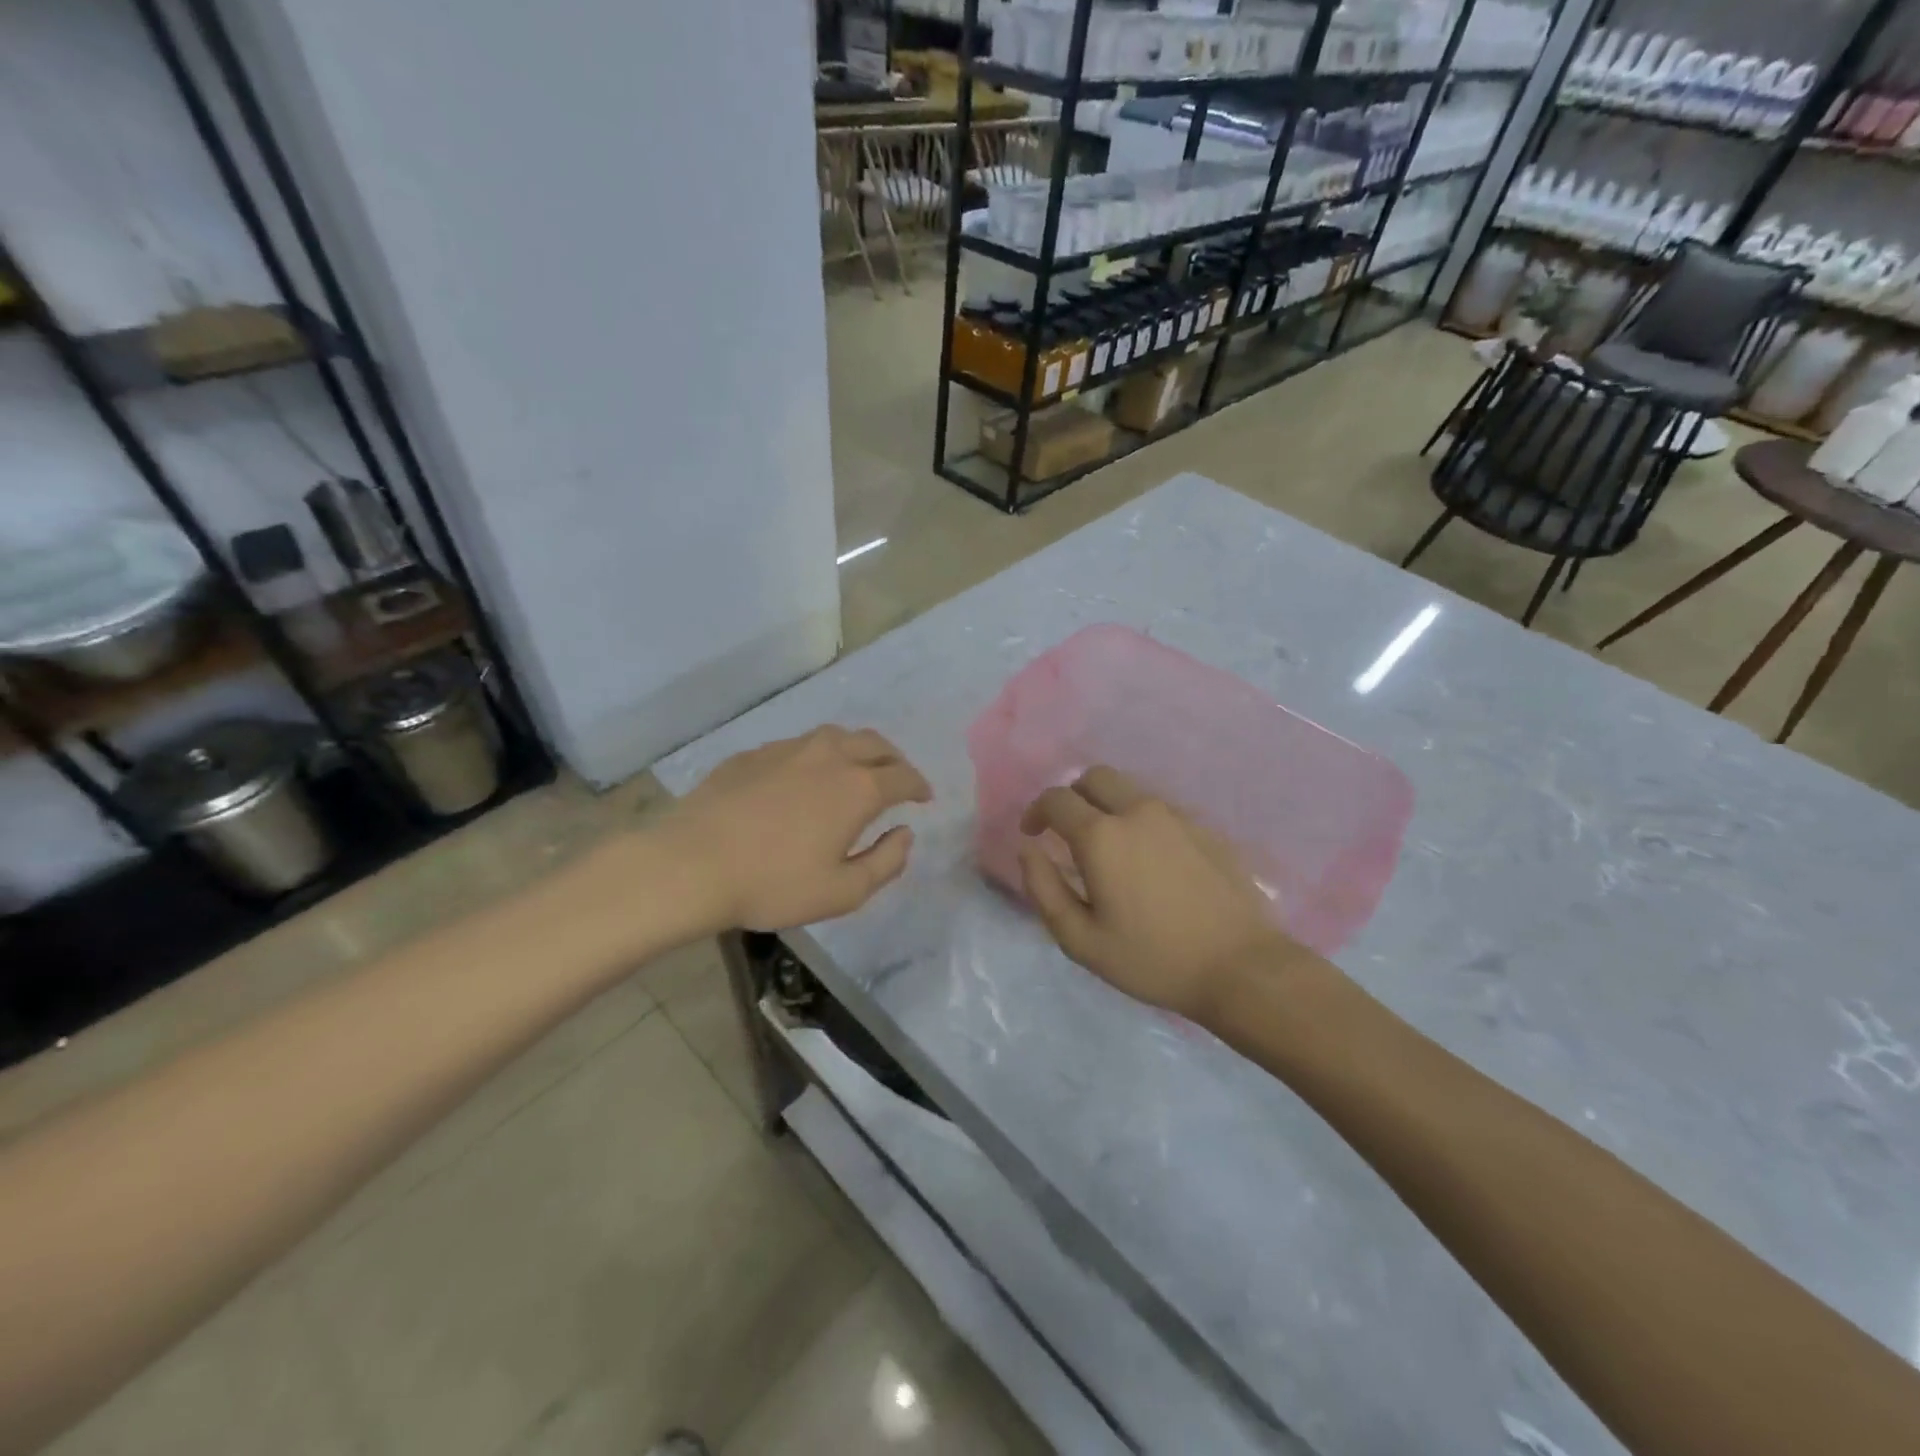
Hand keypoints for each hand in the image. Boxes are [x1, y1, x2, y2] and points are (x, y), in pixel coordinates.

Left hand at [663, 725, 932, 931]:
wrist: (691, 864)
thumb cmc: (774, 884)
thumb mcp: (843, 891)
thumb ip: (886, 862)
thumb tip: (905, 833)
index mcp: (858, 787)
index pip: (903, 775)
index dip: (919, 785)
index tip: (924, 797)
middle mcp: (828, 756)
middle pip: (874, 743)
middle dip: (894, 759)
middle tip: (896, 777)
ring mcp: (787, 749)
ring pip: (835, 736)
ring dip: (856, 749)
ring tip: (855, 769)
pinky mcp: (753, 754)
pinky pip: (798, 746)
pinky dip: (815, 757)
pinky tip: (802, 778)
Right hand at [1019, 766, 1296, 1023]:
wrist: (1241, 967)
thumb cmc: (1153, 959)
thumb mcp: (1081, 940)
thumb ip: (1044, 889)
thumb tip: (1028, 849)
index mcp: (1102, 836)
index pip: (1057, 799)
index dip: (1036, 811)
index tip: (1033, 834)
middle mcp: (1138, 812)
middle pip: (1095, 778)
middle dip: (1072, 796)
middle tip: (1067, 831)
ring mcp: (1177, 816)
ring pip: (1130, 790)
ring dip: (1107, 805)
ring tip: (1108, 847)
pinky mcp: (1205, 828)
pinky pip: (1160, 810)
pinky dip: (1140, 820)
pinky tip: (1148, 860)